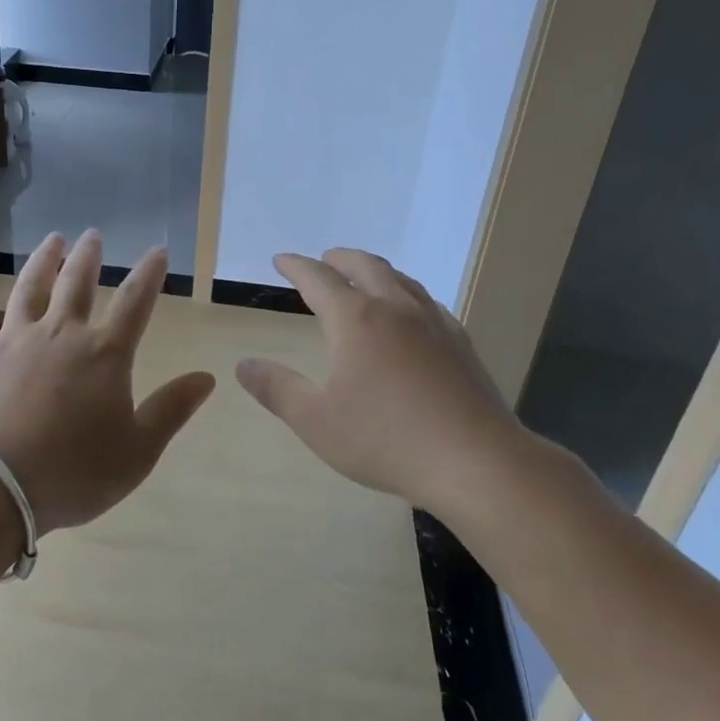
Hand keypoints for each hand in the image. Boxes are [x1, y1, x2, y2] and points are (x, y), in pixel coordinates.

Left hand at [0, 231, 215, 533]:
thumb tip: (208, 377)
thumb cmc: (73, 473)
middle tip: (92, 235)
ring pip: (30, 288)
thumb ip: (172, 409)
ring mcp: (14, 339)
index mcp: (104, 354)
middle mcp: (61, 334)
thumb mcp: (138, 451)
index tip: (157, 251)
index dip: (149, 274)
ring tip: (53, 239)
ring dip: (43, 261)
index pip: (135, 302)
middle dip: (89, 257)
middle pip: (77, 283)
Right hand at [235, 249, 550, 511]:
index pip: (318, 279)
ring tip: (365, 278)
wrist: (476, 462)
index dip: (296, 266)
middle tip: (324, 260)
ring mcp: (434, 324)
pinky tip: (411, 314)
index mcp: (356, 320)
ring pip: (401, 280)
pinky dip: (406, 294)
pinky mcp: (461, 344)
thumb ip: (277, 389)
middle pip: (365, 265)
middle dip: (339, 258)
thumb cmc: (386, 440)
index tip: (281, 259)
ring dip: (376, 270)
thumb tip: (243, 365)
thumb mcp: (316, 421)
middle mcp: (395, 309)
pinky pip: (427, 302)